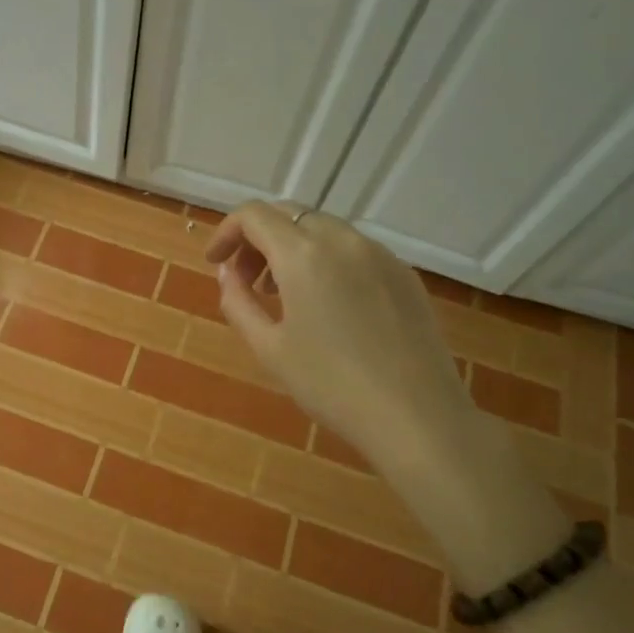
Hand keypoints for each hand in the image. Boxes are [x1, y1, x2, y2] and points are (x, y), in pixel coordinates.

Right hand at [205, 203, 473, 457]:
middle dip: (259, 239)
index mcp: (303, 254)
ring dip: (293, 247)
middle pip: (289, 215)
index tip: (216, 262)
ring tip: (286, 293)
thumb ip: (238, 301)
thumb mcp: (269, 348)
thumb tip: (227, 273)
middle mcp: (342, 240)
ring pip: (324, 229)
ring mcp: (379, 254)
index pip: (254, 215)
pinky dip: (328, 260)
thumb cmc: (331, 385)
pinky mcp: (404, 273)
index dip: (227, 232)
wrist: (417, 417)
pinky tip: (329, 304)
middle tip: (247, 279)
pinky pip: (355, 249)